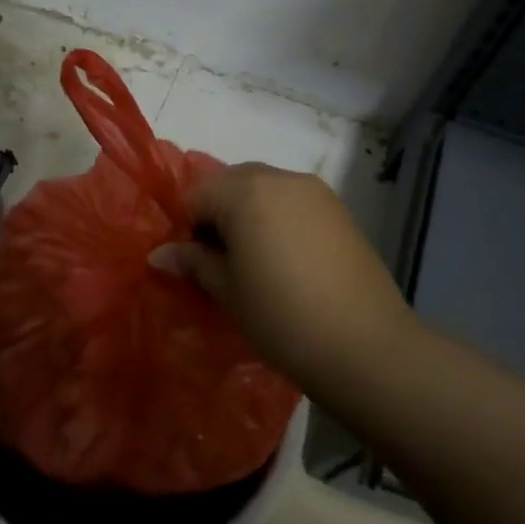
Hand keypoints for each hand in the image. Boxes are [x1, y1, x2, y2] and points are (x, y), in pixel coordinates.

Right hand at [148, 163, 414, 383]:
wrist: (365, 345)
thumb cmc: (281, 316)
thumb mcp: (227, 291)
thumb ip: (193, 262)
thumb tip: (159, 254)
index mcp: (245, 190)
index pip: (196, 195)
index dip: (187, 228)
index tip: (193, 265)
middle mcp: (281, 178)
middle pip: (232, 184)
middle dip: (218, 215)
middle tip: (221, 262)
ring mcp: (316, 192)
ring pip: (266, 191)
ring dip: (250, 216)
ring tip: (255, 264)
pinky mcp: (340, 211)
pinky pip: (295, 204)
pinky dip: (280, 221)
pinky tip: (287, 263)